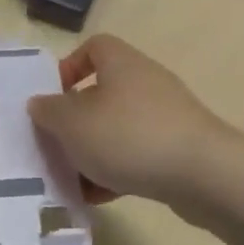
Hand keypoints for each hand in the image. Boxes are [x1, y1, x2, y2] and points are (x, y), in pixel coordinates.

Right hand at [28, 35, 243, 244]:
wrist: (203, 174)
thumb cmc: (129, 137)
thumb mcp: (73, 123)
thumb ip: (49, 111)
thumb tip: (40, 103)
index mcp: (121, 63)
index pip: (93, 47)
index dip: (68, 67)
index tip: (51, 98)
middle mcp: (145, 82)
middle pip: (101, 93)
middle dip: (75, 121)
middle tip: (54, 145)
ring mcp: (165, 117)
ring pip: (116, 129)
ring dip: (92, 151)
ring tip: (70, 178)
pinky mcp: (177, 149)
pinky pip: (136, 156)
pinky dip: (115, 173)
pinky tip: (96, 197)